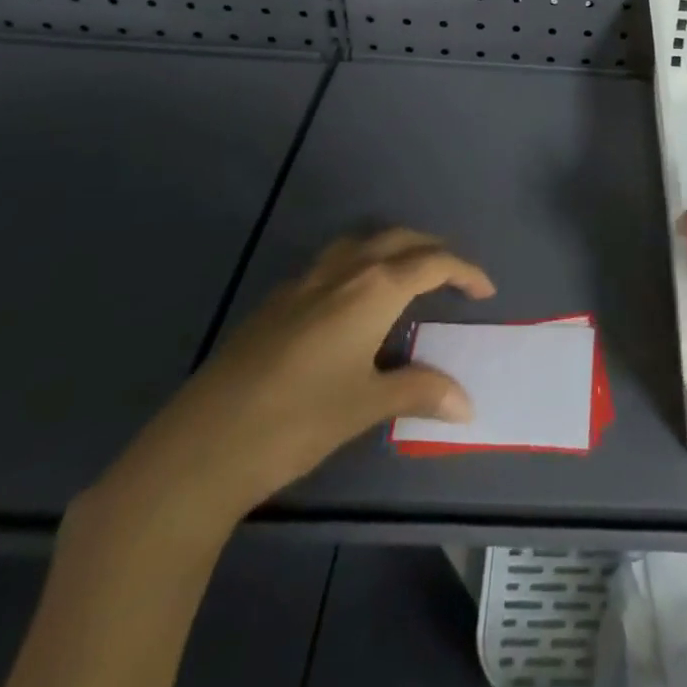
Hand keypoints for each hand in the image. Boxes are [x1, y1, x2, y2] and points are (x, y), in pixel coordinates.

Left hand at [100, 229, 494, 527]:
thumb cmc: (296, 422)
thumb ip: (419, 392)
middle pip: (399, 239)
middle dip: (432, 250)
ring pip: (360, 242)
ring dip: (392, 248)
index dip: (465, 271)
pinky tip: (351, 305)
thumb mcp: (364, 406)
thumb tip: (467, 404)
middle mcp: (343, 270)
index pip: (433, 263)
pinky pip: (331, 263)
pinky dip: (358, 265)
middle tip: (452, 276)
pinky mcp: (276, 300)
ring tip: (407, 276)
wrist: (201, 447)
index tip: (485, 290)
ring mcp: (304, 281)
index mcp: (373, 288)